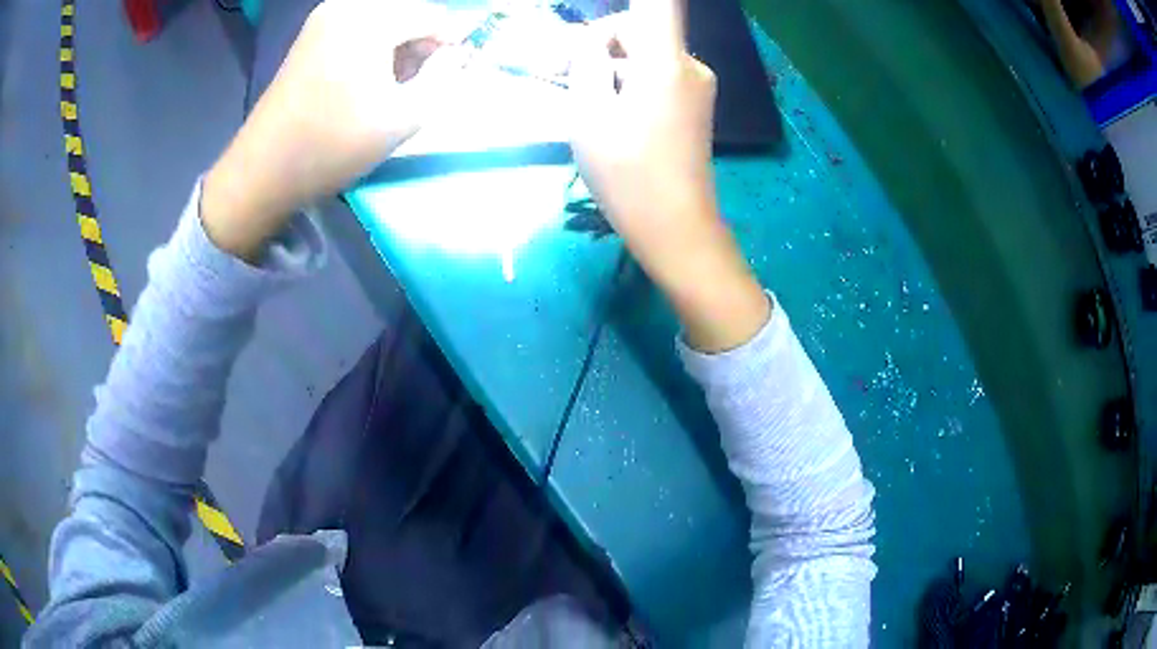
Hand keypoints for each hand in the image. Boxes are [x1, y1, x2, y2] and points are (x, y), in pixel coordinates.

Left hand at [202, 0, 465, 260]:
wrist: (263, 171)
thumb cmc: (333, 145)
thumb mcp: (404, 117)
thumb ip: (445, 77)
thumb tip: (456, 55)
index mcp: (370, 19)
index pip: (433, 14)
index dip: (451, 42)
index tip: (452, 74)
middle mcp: (346, 6)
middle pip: (406, 11)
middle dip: (422, 40)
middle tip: (422, 79)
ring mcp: (323, 19)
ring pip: (382, 17)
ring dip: (398, 43)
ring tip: (394, 83)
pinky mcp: (310, 36)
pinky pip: (358, 26)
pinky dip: (373, 45)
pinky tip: (367, 78)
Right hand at [569, 0, 768, 351]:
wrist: (677, 229)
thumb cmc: (627, 174)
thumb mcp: (589, 113)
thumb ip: (588, 61)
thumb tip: (594, 37)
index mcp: (666, 60)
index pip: (659, 2)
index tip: (602, 25)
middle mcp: (690, 63)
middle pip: (642, 26)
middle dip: (602, 40)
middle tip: (563, 69)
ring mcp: (698, 84)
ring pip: (647, 51)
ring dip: (612, 62)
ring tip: (582, 97)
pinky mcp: (695, 102)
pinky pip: (658, 71)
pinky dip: (631, 78)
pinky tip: (610, 107)